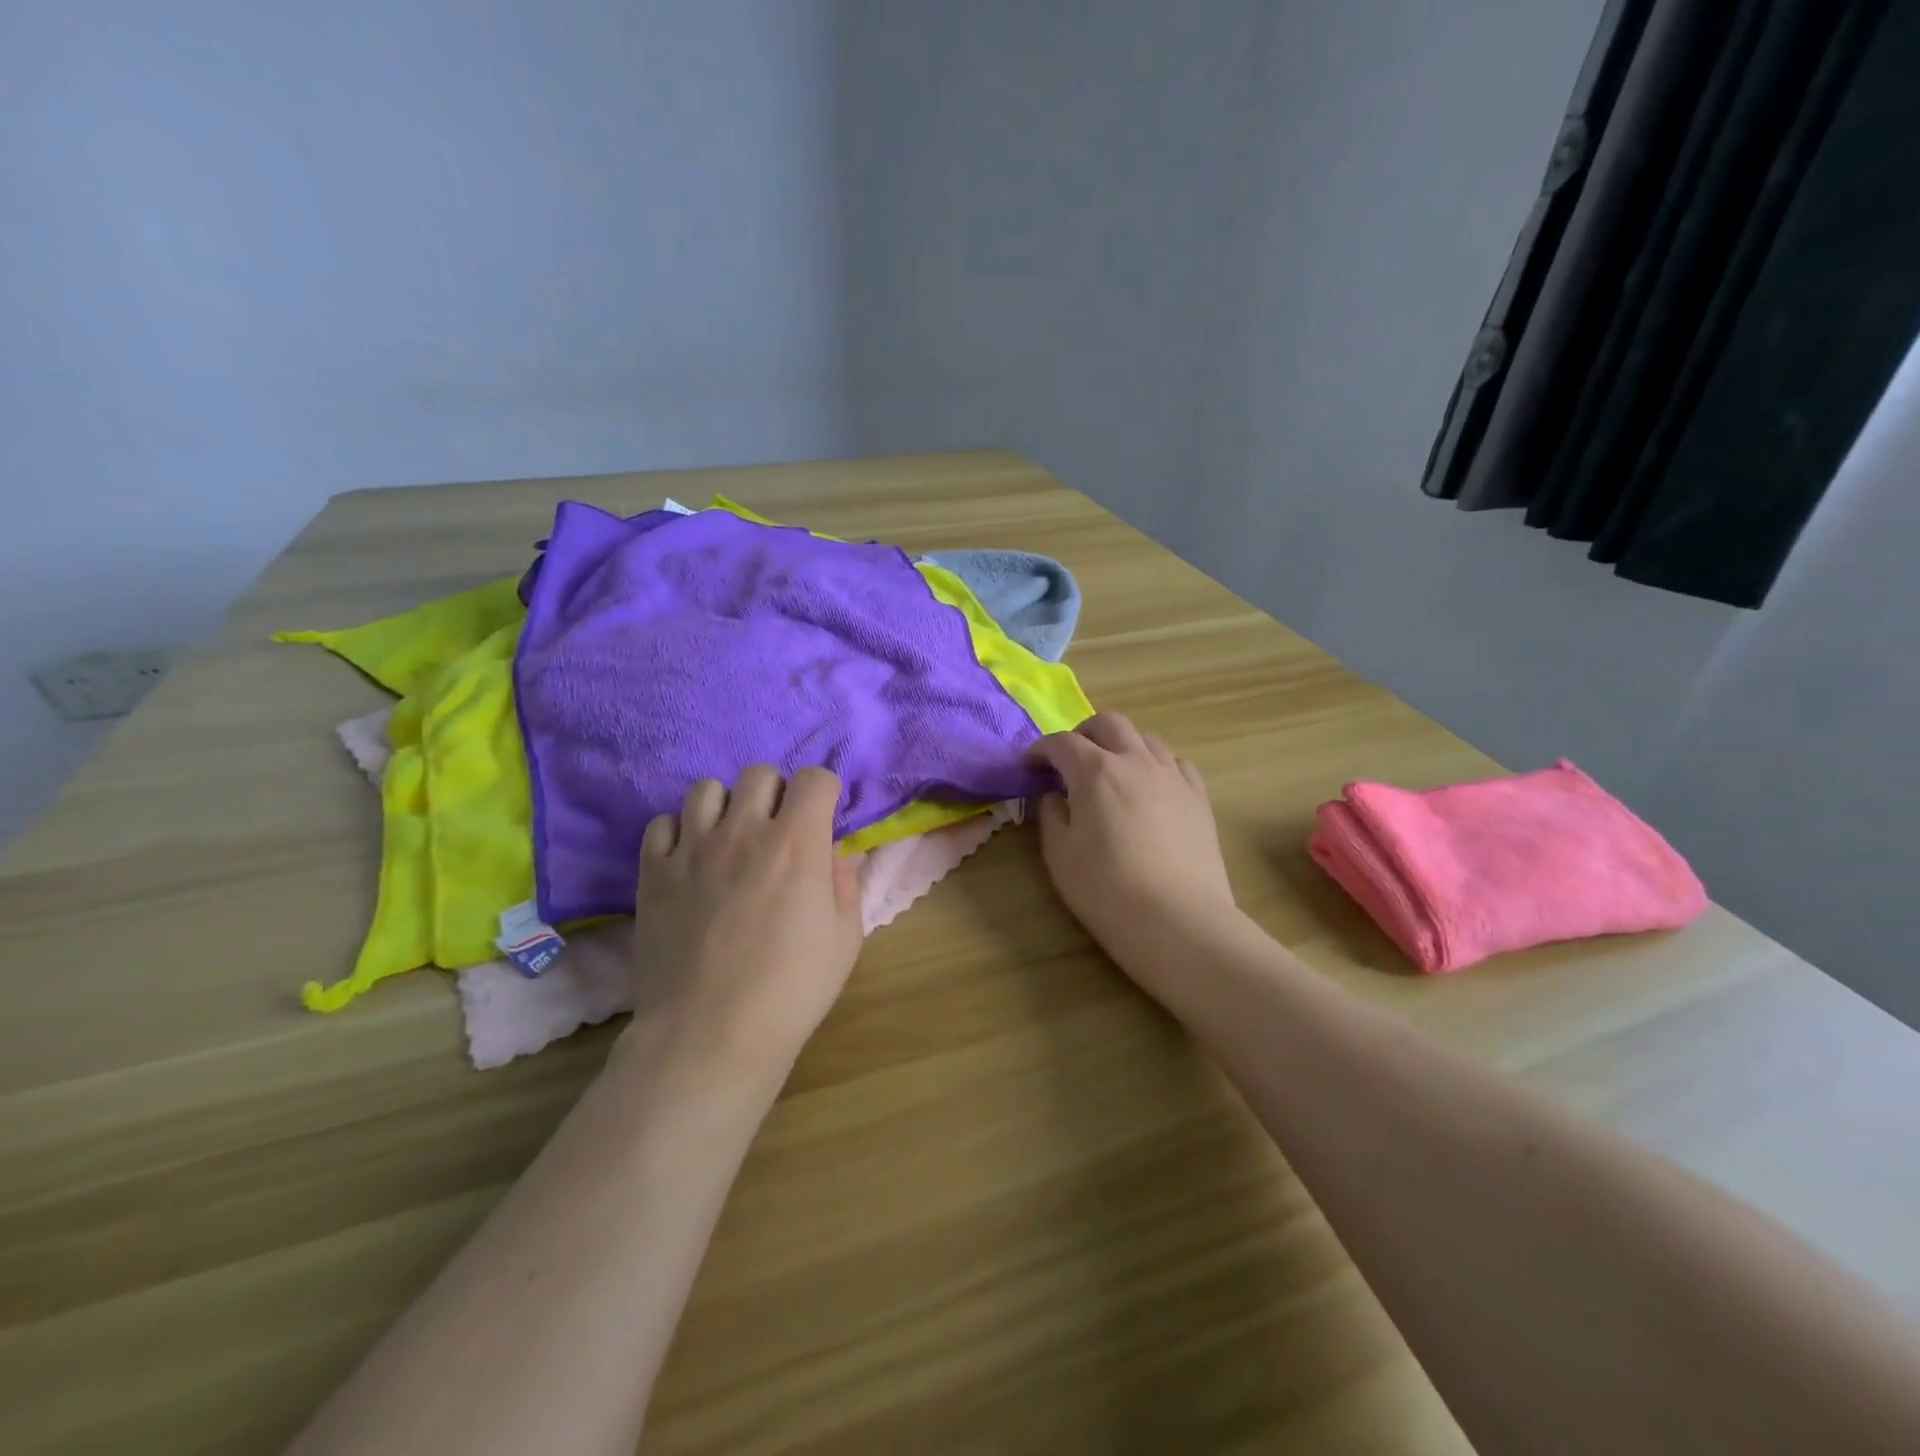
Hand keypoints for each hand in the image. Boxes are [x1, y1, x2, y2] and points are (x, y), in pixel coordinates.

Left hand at [631, 766, 863, 1075]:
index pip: (814, 778)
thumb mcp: (845, 939)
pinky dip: (680, 832)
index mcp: (797, 843)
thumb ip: (845, 884)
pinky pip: (662, 823)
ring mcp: (692, 849)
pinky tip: (690, 860)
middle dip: (777, 793)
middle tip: (778, 829)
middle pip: (759, 774)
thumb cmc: (791, 990)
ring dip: (727, 806)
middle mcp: (744, 831)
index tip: (823, 815)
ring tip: (730, 838)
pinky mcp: (653, 872)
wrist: (709, 1034)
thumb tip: (836, 853)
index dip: (824, 791)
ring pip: (707, 788)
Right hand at [1026, 713, 1236, 959]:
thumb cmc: (1106, 890)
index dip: (1041, 750)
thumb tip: (1055, 797)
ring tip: (1112, 772)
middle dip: (1083, 734)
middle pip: (1108, 724)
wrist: (1178, 921)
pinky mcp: (1199, 798)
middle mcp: (1136, 761)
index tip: (1030, 766)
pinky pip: (1176, 763)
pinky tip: (1151, 787)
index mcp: (1095, 771)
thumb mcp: (1060, 855)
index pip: (1062, 743)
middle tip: (1070, 759)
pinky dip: (1156, 765)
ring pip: (1146, 739)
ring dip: (1122, 746)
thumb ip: (1051, 816)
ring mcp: (1173, 777)